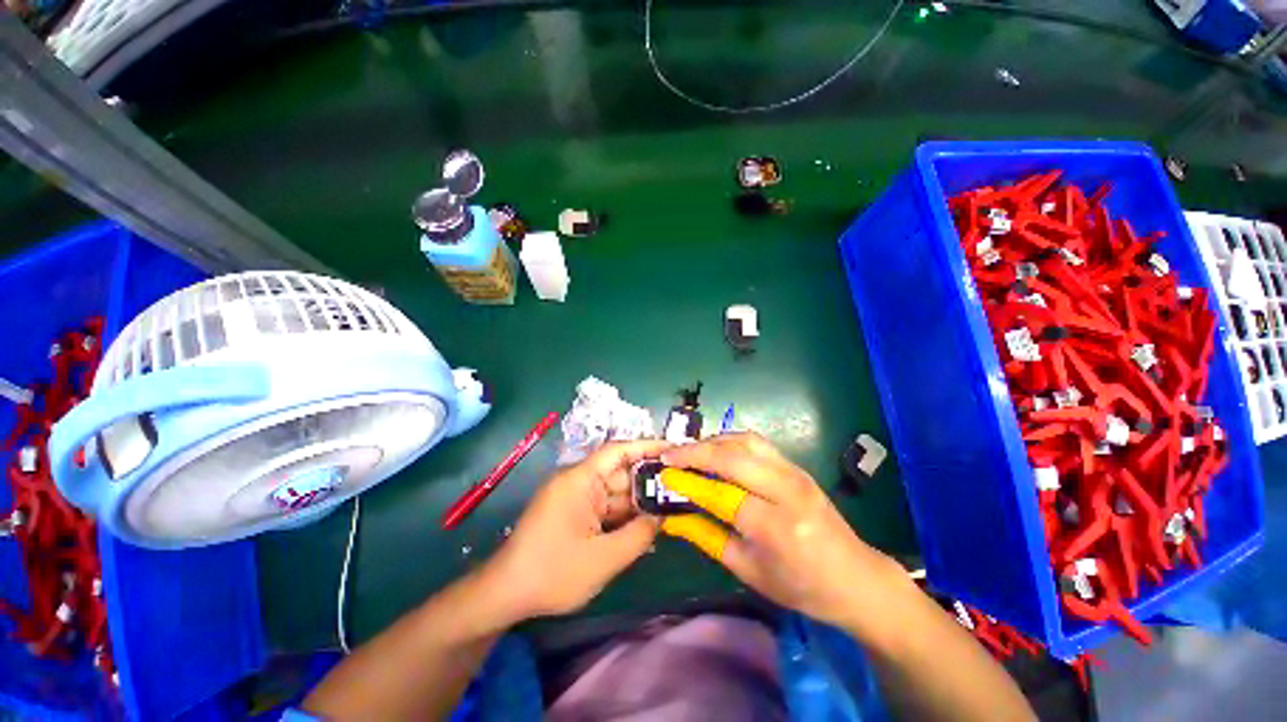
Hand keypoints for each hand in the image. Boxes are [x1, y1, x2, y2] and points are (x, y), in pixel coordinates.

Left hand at [482, 439, 670, 620]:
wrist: (505, 595)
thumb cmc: (552, 573)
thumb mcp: (604, 558)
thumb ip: (639, 534)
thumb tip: (662, 515)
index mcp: (580, 480)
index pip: (618, 451)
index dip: (647, 446)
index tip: (674, 449)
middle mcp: (578, 482)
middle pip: (620, 473)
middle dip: (649, 481)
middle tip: (681, 487)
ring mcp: (575, 498)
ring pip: (615, 492)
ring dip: (638, 502)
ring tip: (671, 507)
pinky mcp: (574, 513)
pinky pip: (605, 507)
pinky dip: (624, 516)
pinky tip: (646, 526)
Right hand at [658, 433, 907, 632]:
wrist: (856, 577)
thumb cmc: (800, 586)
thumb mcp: (747, 570)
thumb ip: (706, 537)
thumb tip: (671, 518)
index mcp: (775, 527)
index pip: (721, 493)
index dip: (687, 482)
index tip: (662, 474)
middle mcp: (786, 490)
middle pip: (732, 456)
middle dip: (694, 451)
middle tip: (668, 456)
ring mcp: (794, 472)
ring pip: (744, 440)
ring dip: (711, 441)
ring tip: (688, 451)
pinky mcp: (796, 465)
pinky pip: (756, 442)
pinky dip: (729, 441)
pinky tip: (715, 450)